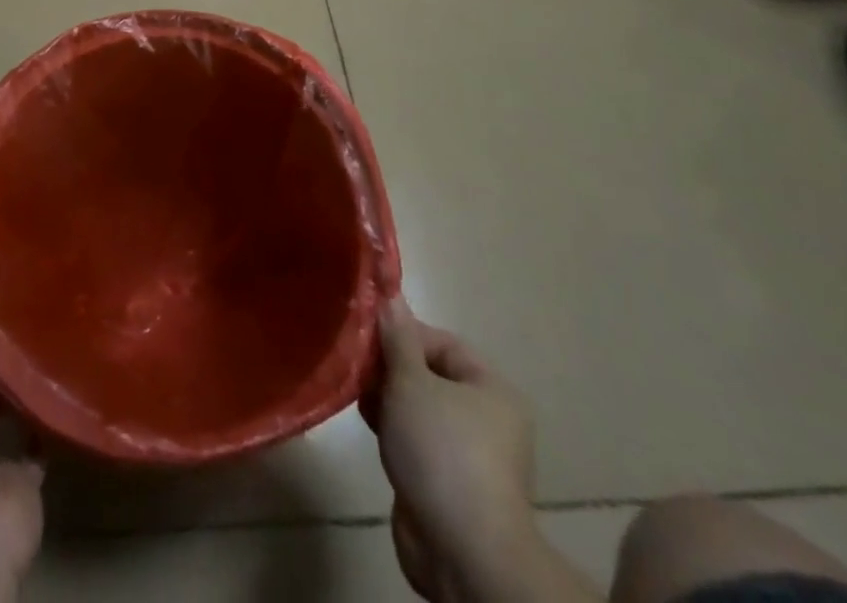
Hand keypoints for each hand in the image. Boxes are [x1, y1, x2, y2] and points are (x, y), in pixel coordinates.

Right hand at [361, 298, 563, 602]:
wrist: (460, 550)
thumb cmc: (441, 450)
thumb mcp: (411, 381)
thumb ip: (396, 337)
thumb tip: (389, 295)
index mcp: (491, 389)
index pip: (441, 342)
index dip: (402, 332)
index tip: (365, 332)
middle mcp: (485, 418)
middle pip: (427, 373)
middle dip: (388, 366)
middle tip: (355, 363)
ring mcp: (466, 453)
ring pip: (416, 408)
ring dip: (385, 398)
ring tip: (356, 393)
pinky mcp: (445, 482)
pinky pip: (413, 440)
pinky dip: (390, 429)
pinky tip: (367, 424)